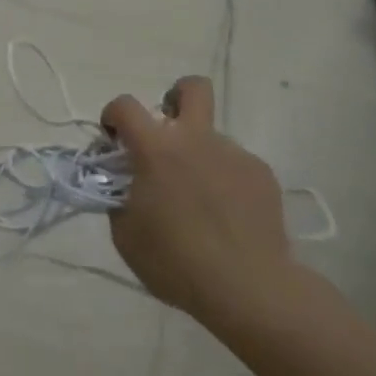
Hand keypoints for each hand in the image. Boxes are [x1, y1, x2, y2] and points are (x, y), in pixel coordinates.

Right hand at [103, 76, 294, 320]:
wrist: (249, 288)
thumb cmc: (176, 261)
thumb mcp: (126, 234)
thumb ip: (119, 198)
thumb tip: (124, 183)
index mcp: (156, 148)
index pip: (125, 105)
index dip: (113, 117)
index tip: (114, 142)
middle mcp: (196, 138)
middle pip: (191, 88)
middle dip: (175, 97)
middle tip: (167, 133)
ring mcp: (233, 154)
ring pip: (211, 138)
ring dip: (198, 157)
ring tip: (200, 203)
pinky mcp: (262, 175)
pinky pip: (234, 166)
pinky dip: (224, 182)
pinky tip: (226, 217)